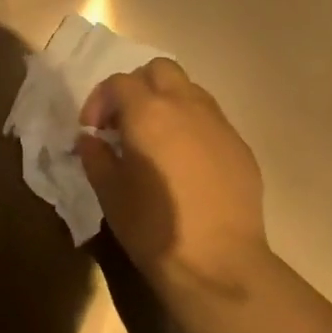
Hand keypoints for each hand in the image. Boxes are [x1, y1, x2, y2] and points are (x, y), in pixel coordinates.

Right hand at [76, 60, 271, 304]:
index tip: (93, 130)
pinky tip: (185, 163)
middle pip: (160, 70)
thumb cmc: (153, 227)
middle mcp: (187, 106)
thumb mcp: (109, 193)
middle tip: (124, 123)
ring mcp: (219, 124)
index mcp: (148, 113)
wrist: (218, 262)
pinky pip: (211, 120)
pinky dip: (191, 126)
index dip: (99, 100)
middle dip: (137, 88)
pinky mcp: (240, 147)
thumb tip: (91, 139)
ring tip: (156, 140)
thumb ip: (95, 156)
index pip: (119, 82)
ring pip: (190, 90)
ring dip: (167, 103)